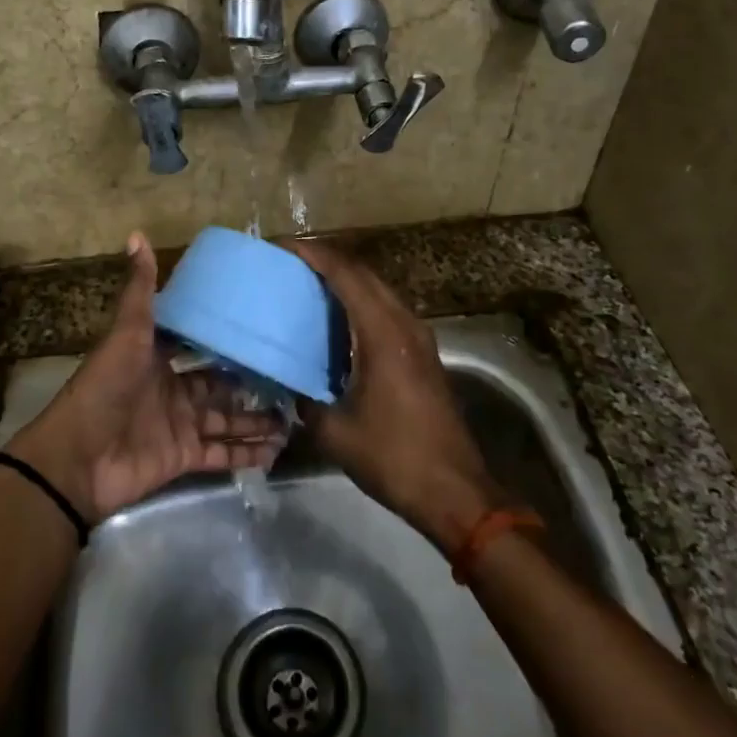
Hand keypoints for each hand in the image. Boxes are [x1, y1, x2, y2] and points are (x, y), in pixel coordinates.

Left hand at [7, 233, 286, 521]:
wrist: (77, 459)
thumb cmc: (104, 388)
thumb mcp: (127, 333)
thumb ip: (140, 290)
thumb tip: (137, 234)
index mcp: (158, 359)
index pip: (199, 346)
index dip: (227, 340)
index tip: (262, 330)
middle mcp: (172, 391)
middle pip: (220, 385)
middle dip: (252, 383)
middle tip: (291, 376)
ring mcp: (179, 426)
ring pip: (227, 420)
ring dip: (256, 420)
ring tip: (294, 417)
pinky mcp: (183, 458)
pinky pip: (222, 455)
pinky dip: (247, 454)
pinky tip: (278, 449)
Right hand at [289, 241, 500, 553]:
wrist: (454, 491)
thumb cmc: (394, 457)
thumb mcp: (335, 433)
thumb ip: (305, 401)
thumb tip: (286, 386)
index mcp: (383, 333)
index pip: (345, 274)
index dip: (313, 254)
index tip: (282, 246)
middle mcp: (404, 324)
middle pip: (363, 274)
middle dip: (326, 261)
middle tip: (289, 264)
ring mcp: (419, 337)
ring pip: (377, 291)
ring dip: (345, 281)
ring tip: (307, 286)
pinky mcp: (423, 354)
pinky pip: (386, 311)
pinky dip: (359, 304)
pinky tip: (337, 324)